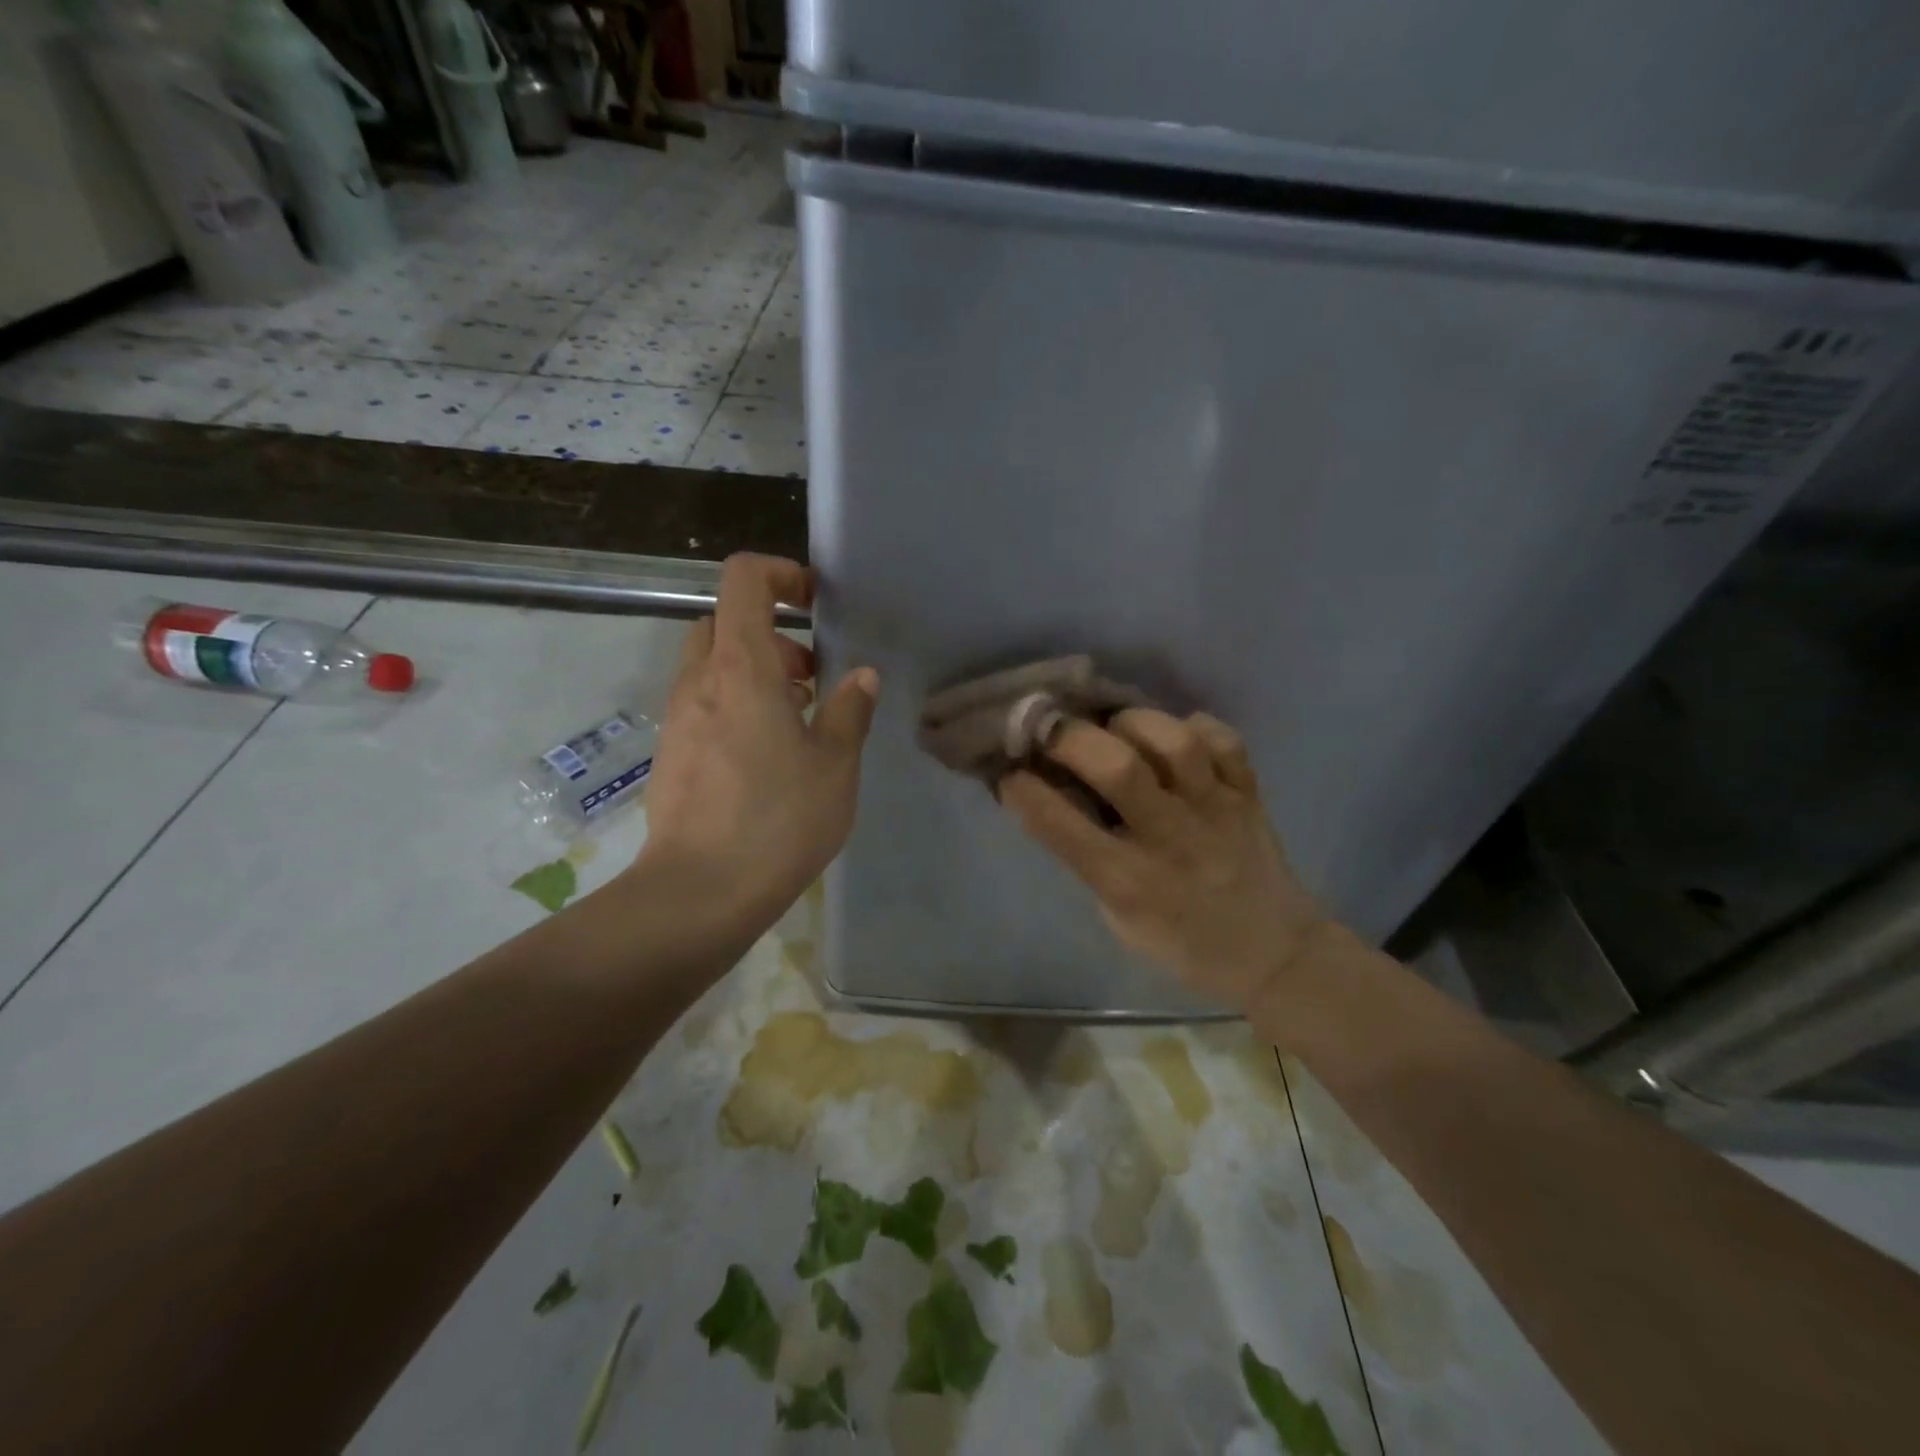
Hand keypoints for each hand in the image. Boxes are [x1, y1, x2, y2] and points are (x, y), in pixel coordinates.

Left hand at [632, 554, 877, 935]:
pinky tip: (766, 759)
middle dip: (771, 635)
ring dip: (756, 675)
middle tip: (811, 678)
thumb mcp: (835, 765)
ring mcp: (678, 717)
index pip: (744, 579)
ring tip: (798, 723)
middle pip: (725, 622)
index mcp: (742, 667)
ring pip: (713, 667)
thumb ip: (850, 711)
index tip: (815, 604)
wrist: (699, 891)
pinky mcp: (671, 753)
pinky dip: (736, 706)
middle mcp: (700, 681)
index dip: (781, 574)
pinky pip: (704, 705)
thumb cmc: (778, 819)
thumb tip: (861, 677)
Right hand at [999, 709, 1329, 1013]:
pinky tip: (1175, 735)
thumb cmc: (1183, 943)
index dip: (1027, 792)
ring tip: (1116, 727)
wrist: (1275, 955)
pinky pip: (1226, 742)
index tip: (1009, 773)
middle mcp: (1172, 840)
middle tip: (1053, 730)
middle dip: (1073, 739)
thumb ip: (1088, 860)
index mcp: (1130, 882)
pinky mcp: (1249, 795)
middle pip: (1120, 770)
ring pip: (1176, 743)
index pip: (1063, 828)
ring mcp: (1217, 812)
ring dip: (1134, 723)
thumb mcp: (1119, 919)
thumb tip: (1055, 799)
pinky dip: (1196, 727)